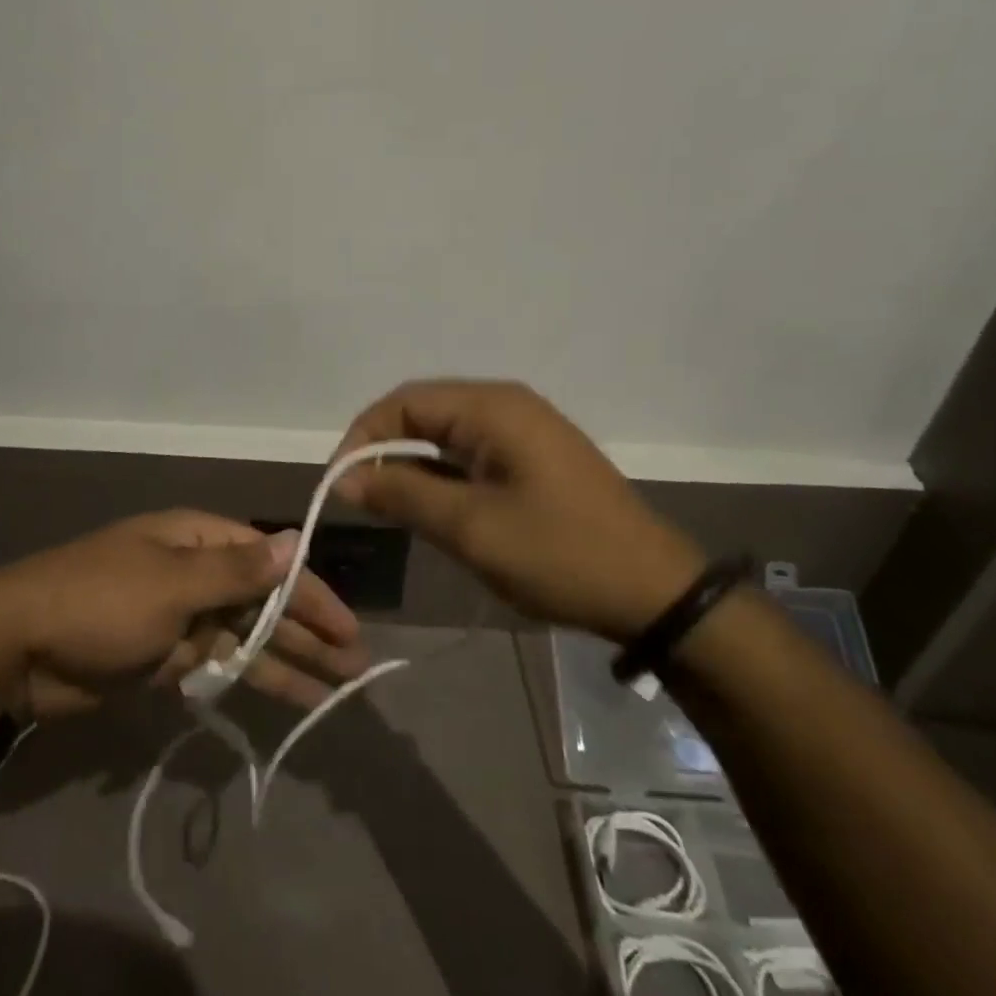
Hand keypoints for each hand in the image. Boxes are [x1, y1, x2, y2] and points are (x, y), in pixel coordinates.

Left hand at [0, 511, 370, 719]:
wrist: (18, 650)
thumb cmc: (100, 602)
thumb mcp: (171, 582)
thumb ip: (236, 571)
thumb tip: (294, 541)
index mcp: (197, 539)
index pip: (270, 560)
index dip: (311, 592)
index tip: (347, 626)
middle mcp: (195, 572)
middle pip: (264, 600)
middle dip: (308, 630)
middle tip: (354, 665)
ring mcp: (181, 617)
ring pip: (247, 636)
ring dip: (288, 659)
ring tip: (335, 687)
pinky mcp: (166, 657)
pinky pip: (220, 665)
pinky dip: (250, 679)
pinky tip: (287, 696)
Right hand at [334, 380, 704, 642]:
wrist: (655, 593)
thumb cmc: (559, 553)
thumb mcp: (470, 527)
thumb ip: (403, 494)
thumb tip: (344, 477)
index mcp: (492, 408)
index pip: (404, 401)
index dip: (363, 437)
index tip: (340, 484)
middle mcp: (506, 406)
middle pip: (423, 413)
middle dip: (385, 451)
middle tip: (361, 499)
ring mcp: (524, 432)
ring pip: (445, 436)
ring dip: (413, 467)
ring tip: (391, 510)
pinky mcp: (533, 459)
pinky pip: (471, 454)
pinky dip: (442, 477)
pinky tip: (432, 510)